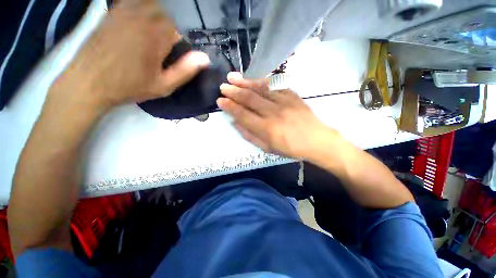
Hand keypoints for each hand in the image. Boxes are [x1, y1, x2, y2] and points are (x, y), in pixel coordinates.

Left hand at [49, 0, 209, 111]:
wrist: (88, 82)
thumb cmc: (129, 87)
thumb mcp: (163, 85)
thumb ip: (185, 70)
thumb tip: (205, 58)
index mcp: (156, 35)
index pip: (179, 25)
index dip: (184, 35)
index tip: (180, 49)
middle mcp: (141, 17)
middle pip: (166, 11)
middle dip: (172, 25)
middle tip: (168, 44)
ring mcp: (124, 11)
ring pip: (151, 4)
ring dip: (159, 16)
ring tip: (156, 38)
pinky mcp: (112, 12)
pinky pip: (132, 3)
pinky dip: (142, 9)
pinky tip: (143, 21)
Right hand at [217, 72, 339, 159]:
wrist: (316, 140)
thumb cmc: (290, 148)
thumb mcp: (267, 148)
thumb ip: (250, 135)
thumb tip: (235, 123)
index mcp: (266, 129)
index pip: (243, 114)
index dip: (230, 107)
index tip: (220, 101)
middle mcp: (273, 113)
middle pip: (249, 99)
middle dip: (234, 91)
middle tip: (223, 87)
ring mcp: (284, 102)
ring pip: (260, 88)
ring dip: (245, 82)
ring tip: (232, 77)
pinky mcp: (292, 95)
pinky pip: (275, 85)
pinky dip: (262, 81)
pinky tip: (253, 79)